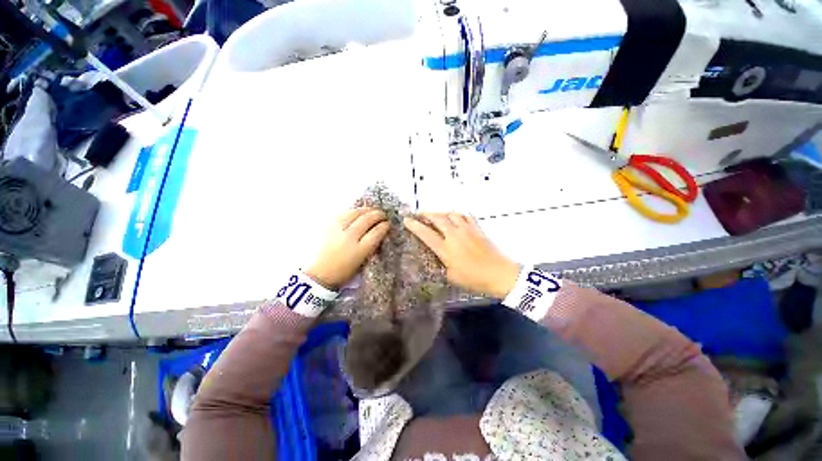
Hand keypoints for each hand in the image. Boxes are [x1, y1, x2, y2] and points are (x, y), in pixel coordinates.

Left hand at [306, 208, 389, 289]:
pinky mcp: (328, 226)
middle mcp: (349, 238)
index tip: (388, 224)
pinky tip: (358, 211)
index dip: (384, 226)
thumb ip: (371, 246)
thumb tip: (379, 232)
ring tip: (372, 210)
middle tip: (383, 215)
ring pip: (355, 213)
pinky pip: (343, 213)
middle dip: (378, 215)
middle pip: (367, 220)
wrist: (319, 274)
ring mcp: (337, 230)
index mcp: (359, 250)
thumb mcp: (362, 262)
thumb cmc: (344, 271)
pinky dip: (353, 211)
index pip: (376, 233)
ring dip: (366, 210)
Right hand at [404, 213, 519, 298]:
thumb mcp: (451, 277)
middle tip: (419, 214)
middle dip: (426, 214)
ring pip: (451, 214)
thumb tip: (436, 256)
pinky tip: (456, 217)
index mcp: (446, 249)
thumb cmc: (474, 279)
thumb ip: (441, 264)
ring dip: (441, 213)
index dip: (415, 226)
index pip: (426, 234)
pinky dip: (457, 215)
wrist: (499, 274)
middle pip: (438, 218)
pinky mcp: (477, 229)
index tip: (407, 220)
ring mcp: (467, 230)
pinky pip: (465, 216)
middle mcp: (454, 235)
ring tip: (436, 215)